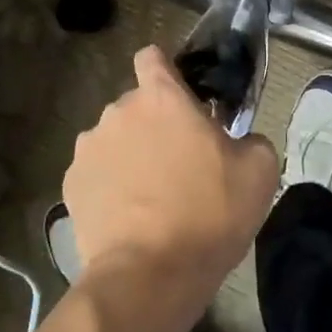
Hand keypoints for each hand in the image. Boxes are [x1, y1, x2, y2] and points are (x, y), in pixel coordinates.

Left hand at [62, 46, 278, 323]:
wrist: (150, 275)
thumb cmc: (210, 214)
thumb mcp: (260, 172)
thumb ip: (252, 139)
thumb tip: (240, 140)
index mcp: (162, 98)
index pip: (152, 56)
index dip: (167, 71)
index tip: (183, 97)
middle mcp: (118, 111)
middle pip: (136, 105)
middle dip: (155, 124)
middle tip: (181, 162)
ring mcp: (88, 148)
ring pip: (114, 139)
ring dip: (130, 154)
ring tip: (151, 195)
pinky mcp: (71, 184)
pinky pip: (96, 172)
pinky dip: (110, 185)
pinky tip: (129, 215)